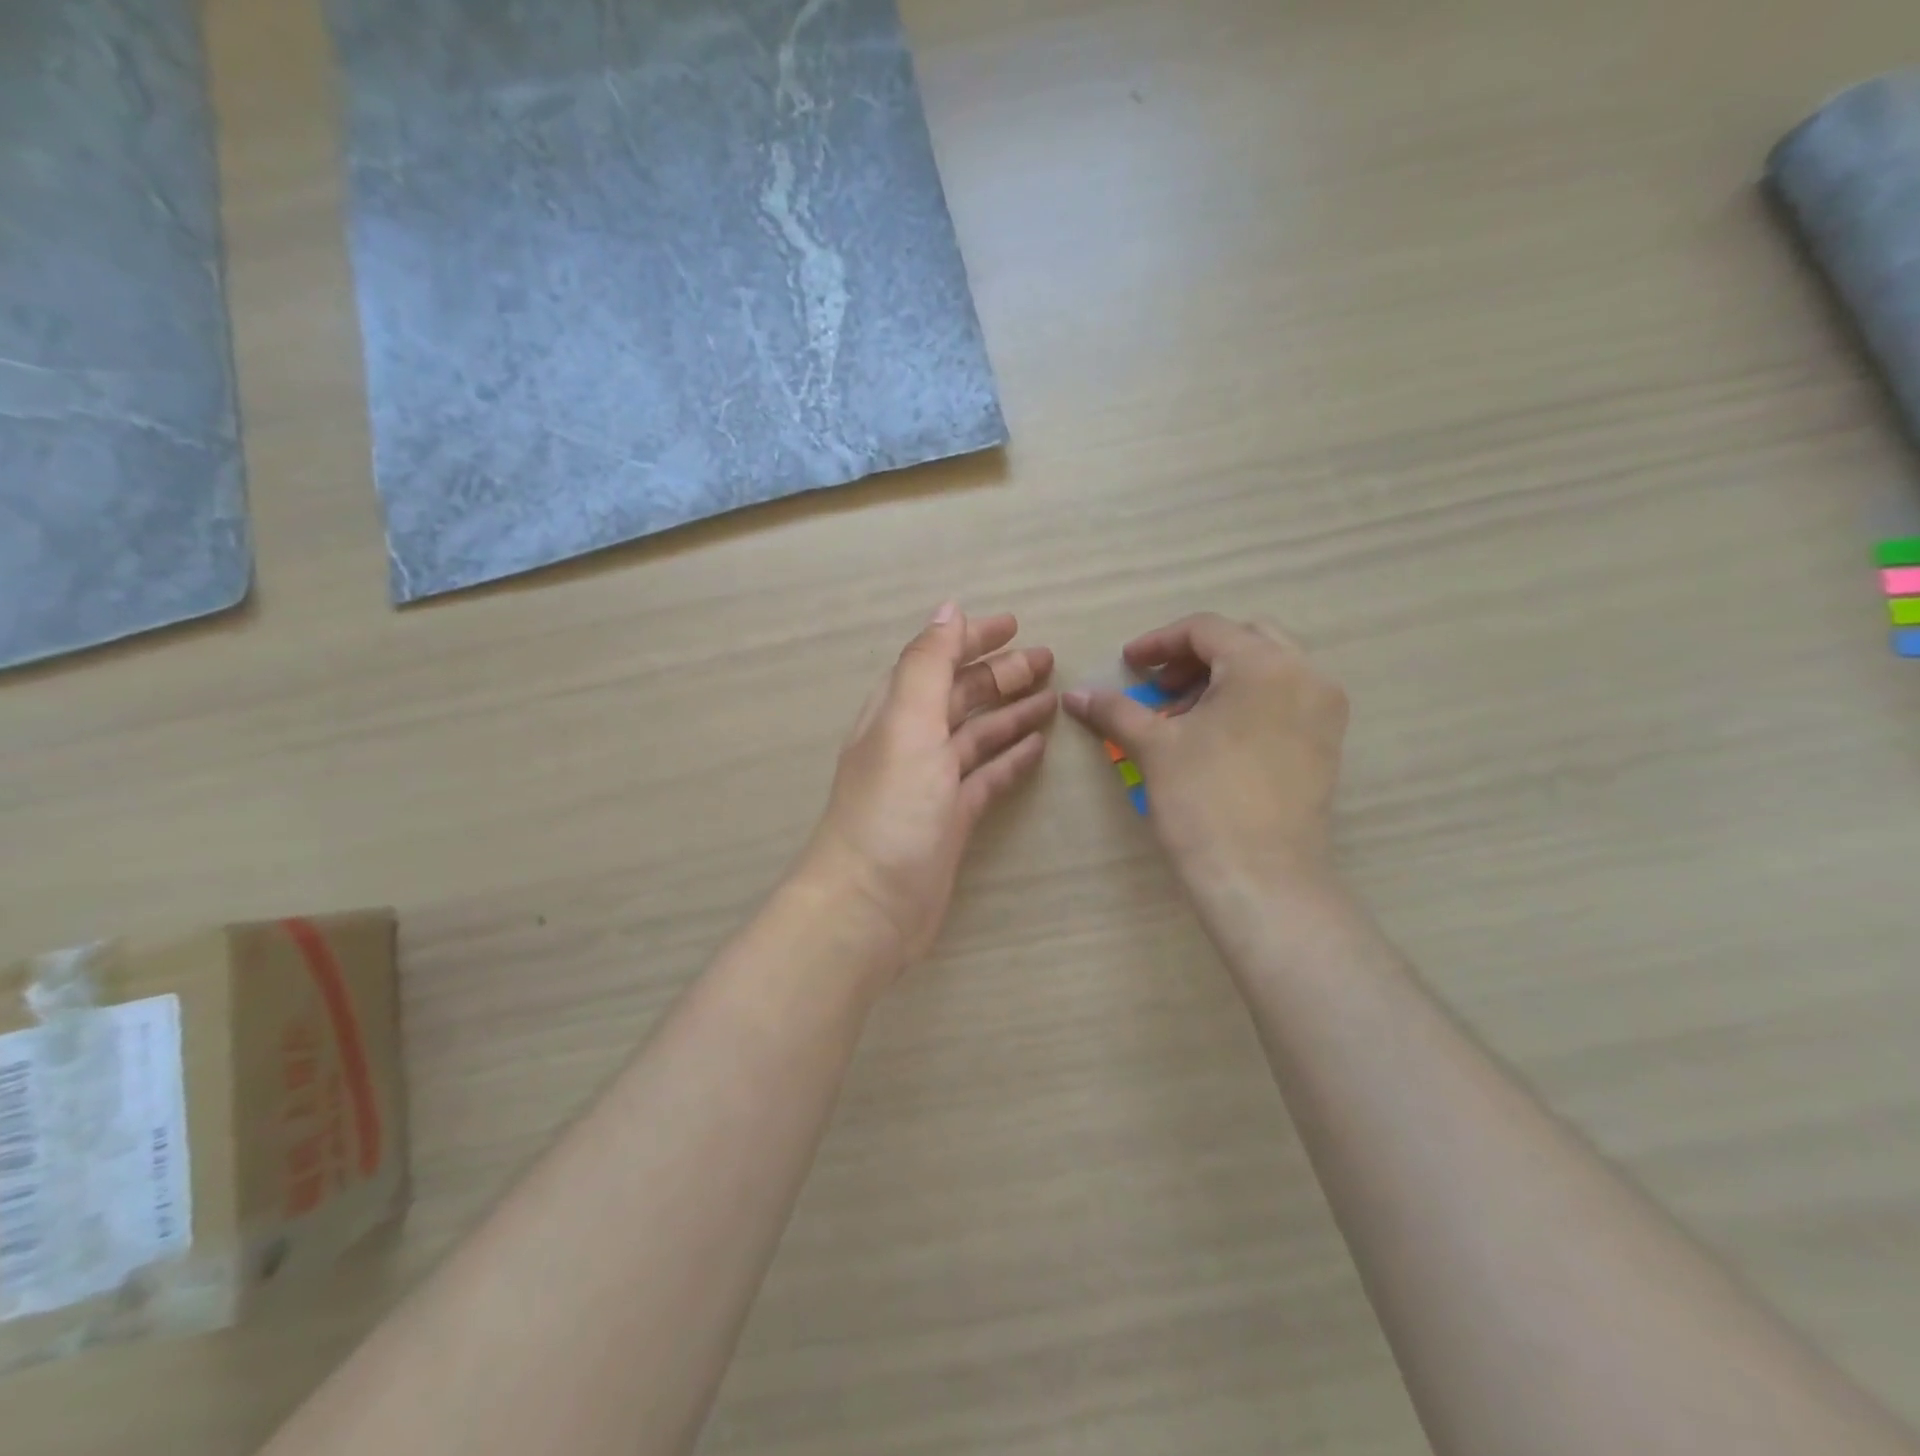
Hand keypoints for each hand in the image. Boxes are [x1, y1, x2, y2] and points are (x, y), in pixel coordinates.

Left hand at [797, 604, 1056, 976]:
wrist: (869, 906)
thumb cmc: (890, 809)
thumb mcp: (907, 724)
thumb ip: (927, 665)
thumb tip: (949, 609)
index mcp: (896, 713)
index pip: (936, 661)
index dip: (971, 640)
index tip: (1015, 625)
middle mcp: (913, 742)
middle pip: (960, 696)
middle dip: (1001, 674)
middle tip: (1048, 659)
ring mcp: (933, 784)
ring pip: (977, 736)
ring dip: (1011, 713)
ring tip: (1052, 698)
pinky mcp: (952, 819)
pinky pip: (987, 777)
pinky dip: (1010, 759)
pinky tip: (1037, 747)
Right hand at [1063, 613, 1348, 897]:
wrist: (1261, 878)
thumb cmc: (1204, 802)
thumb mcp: (1154, 748)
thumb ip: (1115, 710)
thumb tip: (1075, 695)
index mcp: (1265, 664)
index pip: (1206, 630)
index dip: (1159, 643)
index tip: (1128, 665)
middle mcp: (1306, 674)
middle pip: (1244, 639)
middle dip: (1194, 656)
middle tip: (1159, 686)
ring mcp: (1324, 709)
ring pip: (1267, 668)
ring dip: (1220, 678)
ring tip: (1180, 715)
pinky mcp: (1326, 742)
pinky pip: (1284, 698)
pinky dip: (1246, 700)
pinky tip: (1214, 735)